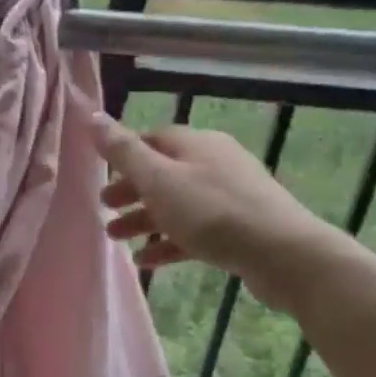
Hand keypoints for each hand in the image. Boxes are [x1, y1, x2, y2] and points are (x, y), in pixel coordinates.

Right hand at [91, 113, 336, 312]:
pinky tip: (147, 260)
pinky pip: (194, 230)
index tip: (100, 175)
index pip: (151, 140)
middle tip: (103, 208)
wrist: (283, 254)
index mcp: (195, 144)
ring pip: (176, 203)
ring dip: (144, 219)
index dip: (124, 155)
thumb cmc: (211, 211)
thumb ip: (122, 151)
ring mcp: (230, 195)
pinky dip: (168, 241)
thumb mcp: (158, 179)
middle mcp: (214, 162)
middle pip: (162, 173)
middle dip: (130, 191)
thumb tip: (92, 116)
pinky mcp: (239, 227)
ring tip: (116, 239)